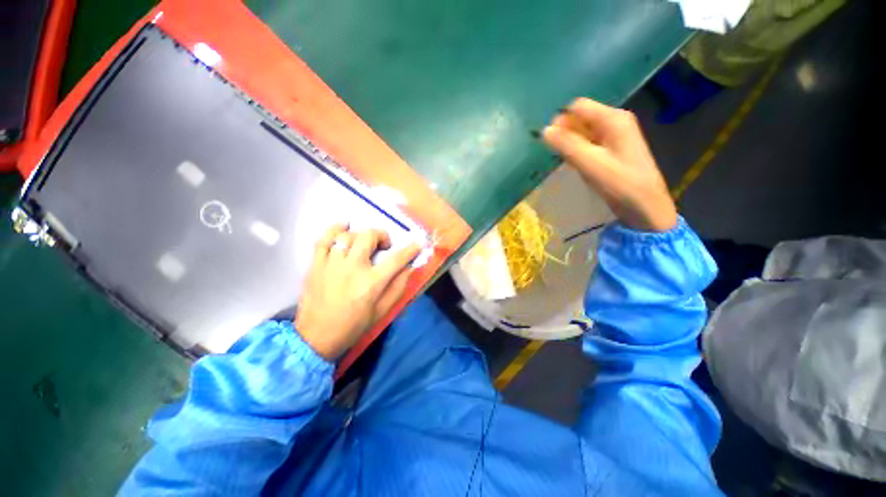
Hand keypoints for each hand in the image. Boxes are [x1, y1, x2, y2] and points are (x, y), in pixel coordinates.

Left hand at [295, 225, 420, 359]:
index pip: (396, 259)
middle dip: (382, 235)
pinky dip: (334, 229)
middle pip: (369, 237)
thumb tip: (409, 267)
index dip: (410, 249)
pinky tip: (343, 228)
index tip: (417, 244)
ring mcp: (331, 264)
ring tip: (364, 242)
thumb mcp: (382, 311)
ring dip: (361, 235)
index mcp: (371, 283)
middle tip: (384, 246)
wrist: (316, 337)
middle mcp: (352, 268)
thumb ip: (398, 287)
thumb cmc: (354, 325)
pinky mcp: (316, 264)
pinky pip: (324, 239)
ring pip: (347, 235)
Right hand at [541, 98, 677, 231]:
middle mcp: (615, 121)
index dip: (560, 120)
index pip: (578, 107)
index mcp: (613, 118)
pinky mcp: (613, 150)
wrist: (645, 207)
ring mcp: (615, 136)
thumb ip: (566, 145)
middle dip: (565, 132)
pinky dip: (578, 150)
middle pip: (581, 118)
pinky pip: (589, 143)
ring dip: (570, 143)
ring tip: (564, 160)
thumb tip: (544, 130)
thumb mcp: (590, 163)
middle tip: (555, 153)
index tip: (549, 141)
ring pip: (584, 131)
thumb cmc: (619, 183)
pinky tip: (575, 163)